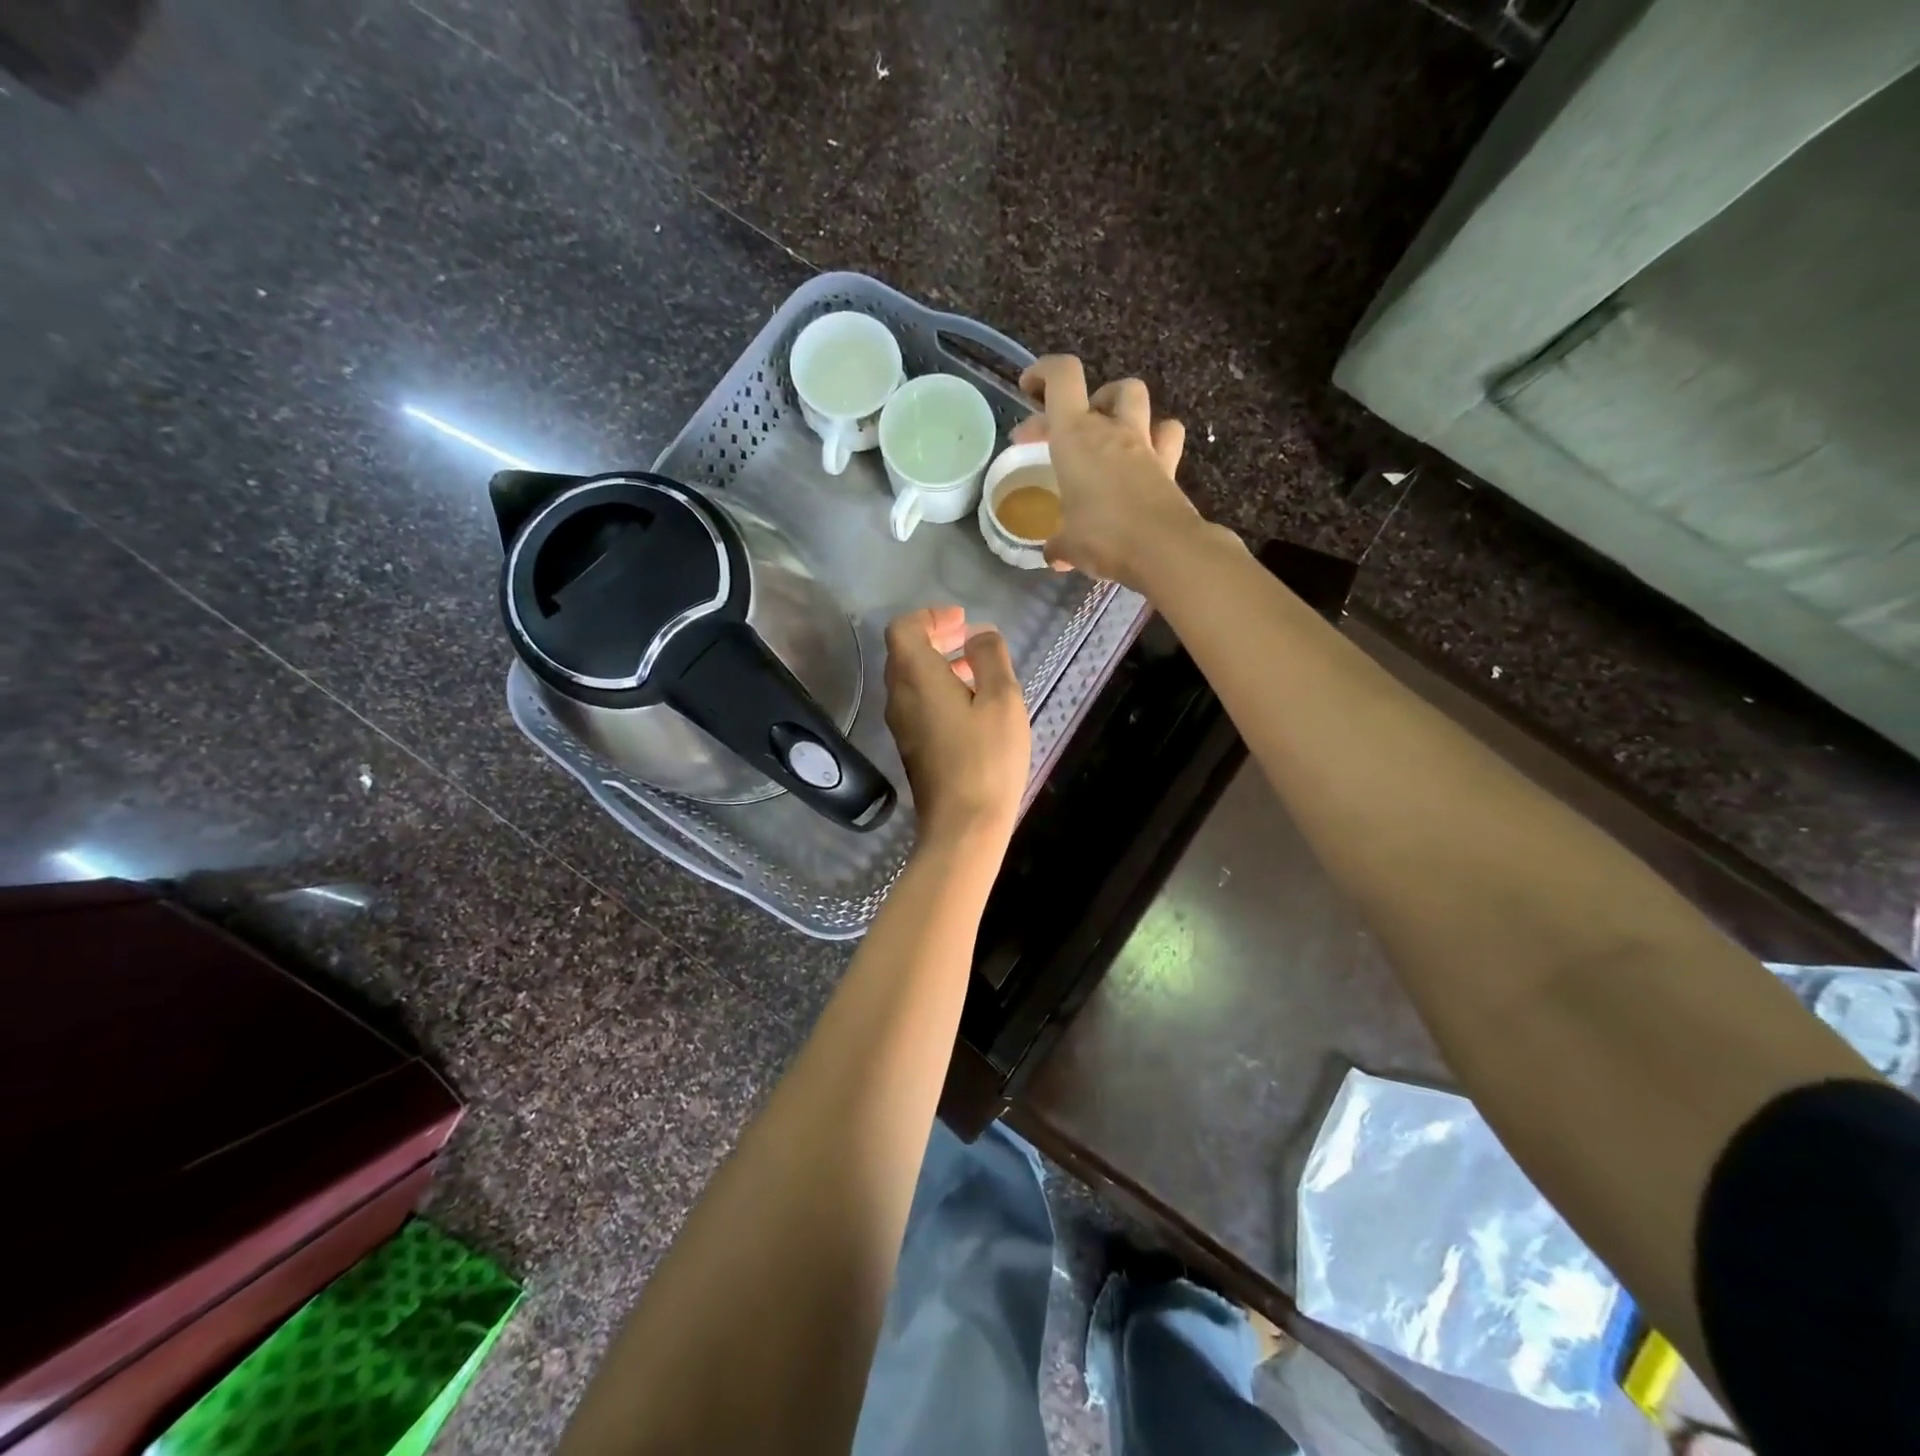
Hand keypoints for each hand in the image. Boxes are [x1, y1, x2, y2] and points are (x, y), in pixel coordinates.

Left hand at [883, 606, 1030, 842]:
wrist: (963, 825)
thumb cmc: (986, 758)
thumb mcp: (1002, 700)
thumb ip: (990, 658)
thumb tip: (979, 635)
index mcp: (916, 676)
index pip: (904, 628)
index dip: (931, 616)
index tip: (962, 622)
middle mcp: (898, 696)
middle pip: (904, 652)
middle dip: (936, 637)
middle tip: (969, 638)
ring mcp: (900, 724)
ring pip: (910, 679)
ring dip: (938, 665)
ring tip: (976, 670)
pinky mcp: (910, 746)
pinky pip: (916, 703)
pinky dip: (937, 690)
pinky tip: (970, 705)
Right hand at [1010, 355, 1223, 588]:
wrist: (1165, 550)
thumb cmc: (1104, 537)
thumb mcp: (1068, 545)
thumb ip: (1058, 544)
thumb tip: (1054, 554)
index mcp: (1076, 437)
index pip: (1062, 377)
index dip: (1043, 373)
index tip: (1028, 389)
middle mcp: (1111, 430)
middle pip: (1097, 389)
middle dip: (1071, 407)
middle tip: (1053, 437)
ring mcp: (1144, 444)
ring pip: (1135, 398)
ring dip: (1117, 406)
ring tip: (1104, 431)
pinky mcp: (1168, 464)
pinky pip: (1165, 434)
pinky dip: (1153, 437)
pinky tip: (1143, 456)